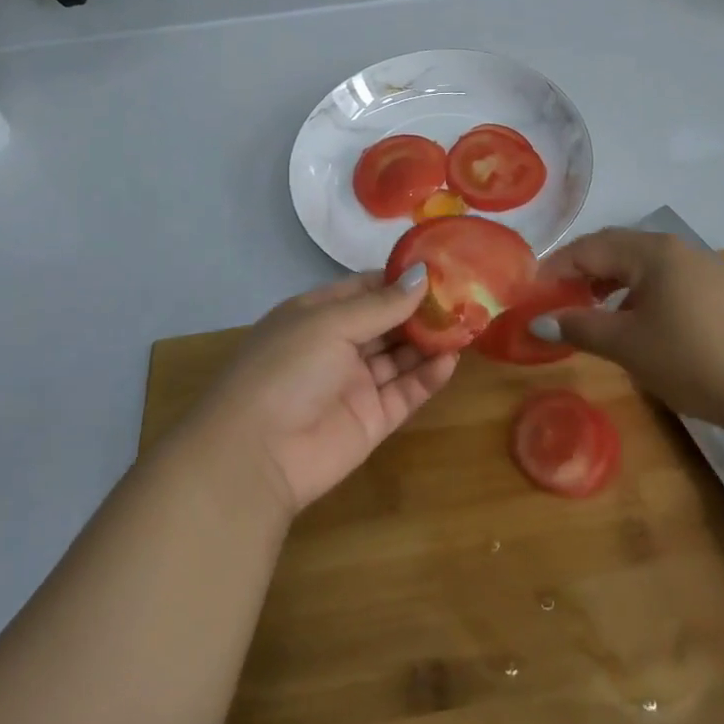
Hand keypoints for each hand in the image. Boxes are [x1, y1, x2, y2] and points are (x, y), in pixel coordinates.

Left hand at [194, 264, 455, 514]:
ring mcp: (355, 383)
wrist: (256, 455)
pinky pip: (406, 391)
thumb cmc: (287, 369)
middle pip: (388, 322)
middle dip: (422, 310)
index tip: (441, 268)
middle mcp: (338, 345)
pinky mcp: (372, 419)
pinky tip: (451, 360)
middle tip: (465, 296)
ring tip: (467, 324)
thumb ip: (382, 304)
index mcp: (318, 315)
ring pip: (401, 355)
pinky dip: (428, 376)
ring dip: (430, 341)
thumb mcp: (330, 323)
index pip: (366, 289)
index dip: (401, 280)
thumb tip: (424, 274)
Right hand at [531, 229, 723, 426]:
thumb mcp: (627, 345)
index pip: (589, 247)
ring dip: (610, 284)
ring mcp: (703, 268)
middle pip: (615, 250)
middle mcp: (677, 248)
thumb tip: (539, 322)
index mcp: (652, 251)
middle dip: (581, 272)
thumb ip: (579, 327)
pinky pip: (665, 281)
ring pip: (642, 266)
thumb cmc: (692, 360)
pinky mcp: (720, 291)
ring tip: (592, 313)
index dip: (555, 268)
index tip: (531, 293)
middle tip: (556, 301)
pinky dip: (638, 294)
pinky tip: (636, 323)